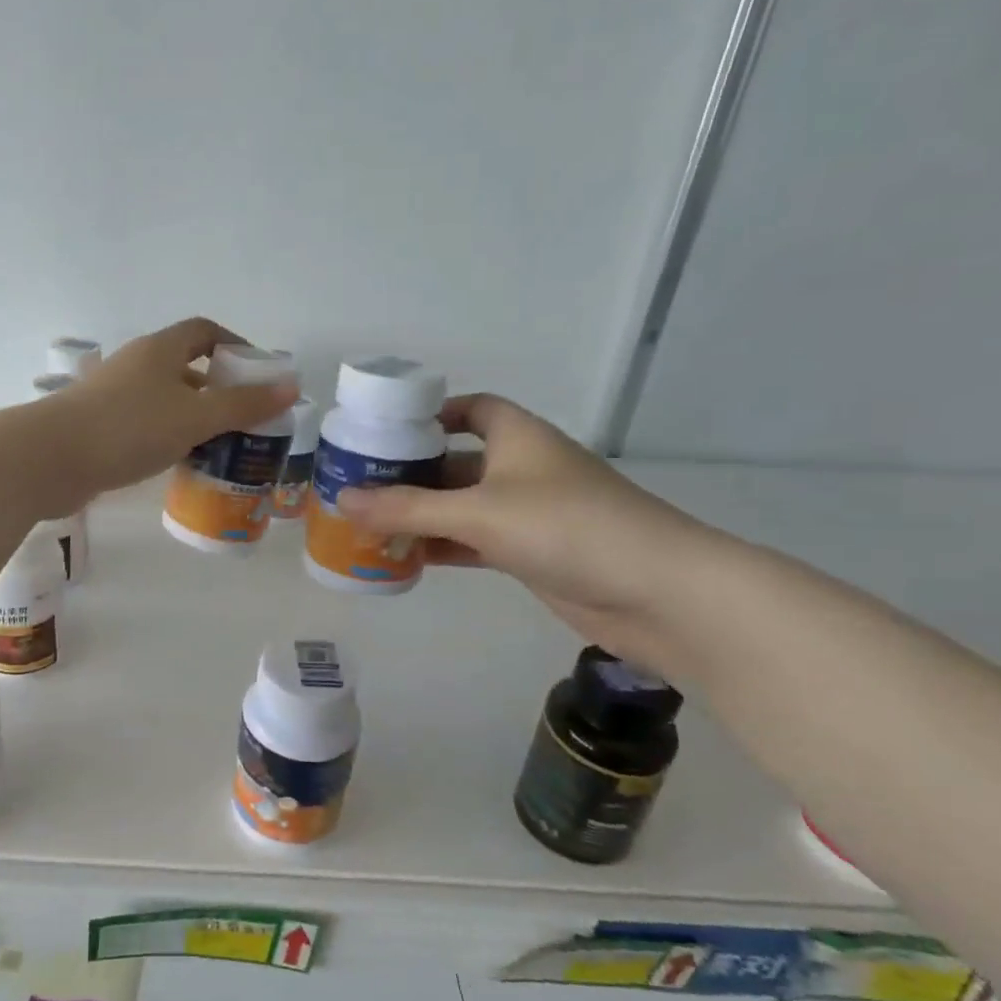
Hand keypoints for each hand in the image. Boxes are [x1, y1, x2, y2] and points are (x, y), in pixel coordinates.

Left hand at [38, 317, 298, 510]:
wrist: (50, 459)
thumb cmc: (128, 428)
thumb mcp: (194, 417)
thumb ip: (242, 404)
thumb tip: (290, 387)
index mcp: (159, 349)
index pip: (204, 331)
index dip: (235, 346)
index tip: (259, 374)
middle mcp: (136, 365)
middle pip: (186, 367)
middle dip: (219, 389)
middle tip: (246, 419)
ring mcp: (114, 396)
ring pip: (166, 400)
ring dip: (194, 418)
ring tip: (222, 447)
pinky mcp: (100, 426)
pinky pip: (146, 425)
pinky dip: (169, 437)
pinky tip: (181, 463)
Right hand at [336, 394, 716, 672]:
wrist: (658, 592)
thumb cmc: (566, 528)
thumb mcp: (479, 512)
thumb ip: (408, 507)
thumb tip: (342, 499)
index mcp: (517, 436)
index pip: (470, 408)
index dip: (431, 414)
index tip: (385, 431)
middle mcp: (521, 467)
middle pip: (455, 460)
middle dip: (411, 473)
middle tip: (357, 486)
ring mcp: (528, 512)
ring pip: (461, 506)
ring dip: (421, 515)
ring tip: (367, 524)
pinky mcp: (531, 552)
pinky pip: (473, 541)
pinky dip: (442, 546)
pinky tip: (405, 557)